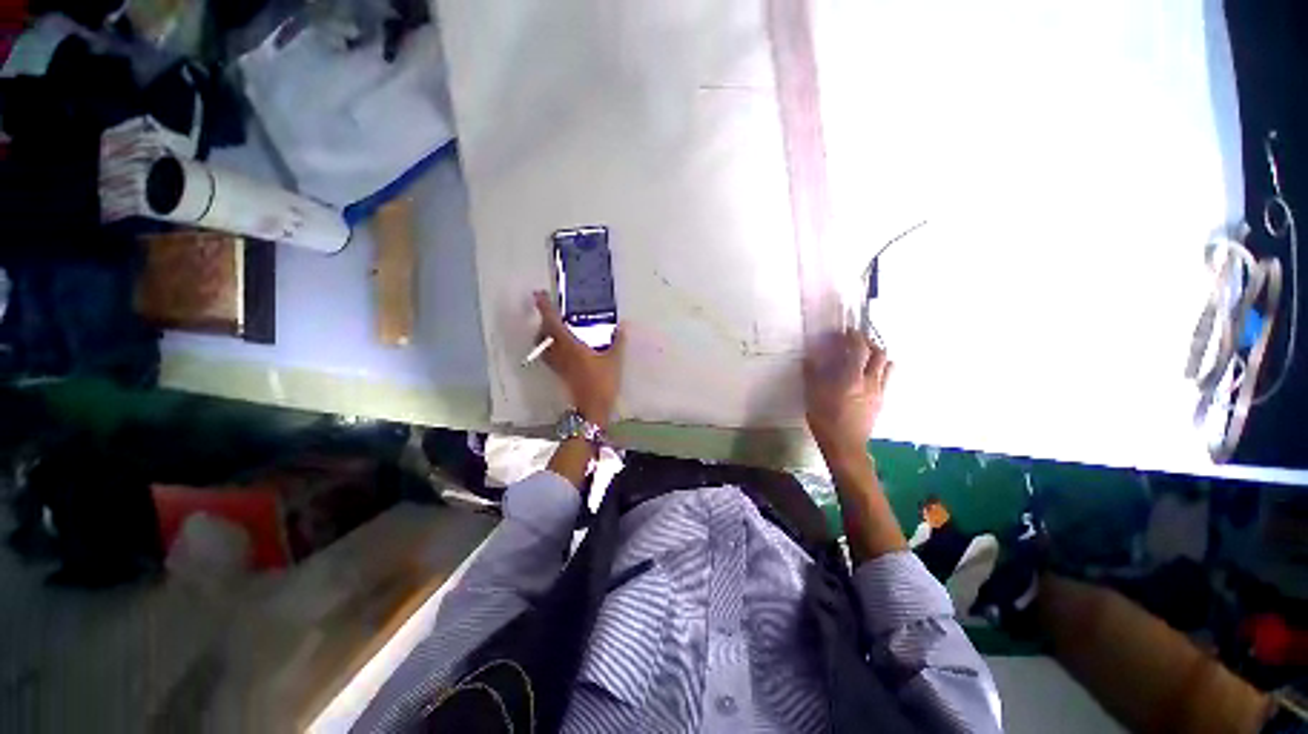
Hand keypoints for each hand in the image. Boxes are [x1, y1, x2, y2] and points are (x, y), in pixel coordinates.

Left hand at [533, 290, 623, 426]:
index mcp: (570, 346)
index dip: (545, 308)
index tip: (538, 295)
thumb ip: (618, 341)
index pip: (553, 323)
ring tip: (554, 326)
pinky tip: (561, 346)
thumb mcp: (614, 360)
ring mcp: (557, 364)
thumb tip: (622, 326)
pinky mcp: (559, 373)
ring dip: (544, 333)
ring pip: (543, 344)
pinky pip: (548, 354)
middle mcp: (559, 353)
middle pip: (544, 333)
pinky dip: (549, 345)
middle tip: (550, 310)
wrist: (592, 408)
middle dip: (544, 319)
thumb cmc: (602, 382)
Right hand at [803, 328, 892, 464]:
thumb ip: (812, 373)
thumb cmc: (825, 419)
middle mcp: (870, 381)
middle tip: (855, 341)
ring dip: (877, 355)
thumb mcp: (812, 395)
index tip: (846, 331)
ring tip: (864, 355)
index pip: (860, 349)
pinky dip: (878, 369)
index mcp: (852, 378)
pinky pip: (885, 378)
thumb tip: (809, 356)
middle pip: (879, 353)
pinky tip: (865, 375)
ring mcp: (879, 391)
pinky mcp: (881, 401)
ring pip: (887, 365)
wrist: (845, 445)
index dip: (854, 336)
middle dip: (869, 342)